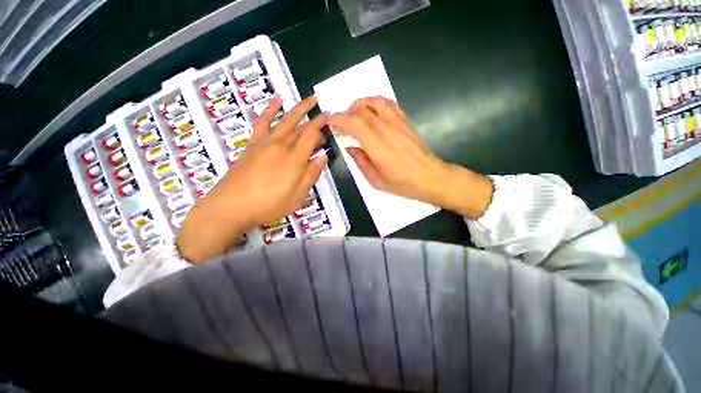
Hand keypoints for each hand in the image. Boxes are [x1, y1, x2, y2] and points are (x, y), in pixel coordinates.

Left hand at [177, 95, 327, 262]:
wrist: (231, 206)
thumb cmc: (268, 205)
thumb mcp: (298, 197)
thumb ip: (311, 175)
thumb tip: (323, 157)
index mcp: (294, 159)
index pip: (312, 137)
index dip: (322, 132)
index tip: (330, 130)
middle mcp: (281, 145)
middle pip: (302, 128)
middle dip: (316, 120)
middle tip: (326, 114)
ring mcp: (265, 142)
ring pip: (286, 120)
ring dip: (300, 108)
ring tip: (311, 99)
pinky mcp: (253, 144)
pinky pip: (263, 121)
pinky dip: (271, 109)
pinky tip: (278, 99)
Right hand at [329, 96, 492, 218]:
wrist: (430, 177)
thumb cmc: (402, 183)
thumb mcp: (376, 180)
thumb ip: (360, 162)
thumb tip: (350, 147)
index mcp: (377, 146)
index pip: (354, 123)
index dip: (339, 119)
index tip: (331, 123)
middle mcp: (386, 129)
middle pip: (362, 110)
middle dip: (346, 112)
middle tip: (341, 123)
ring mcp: (398, 123)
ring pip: (376, 101)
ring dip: (361, 103)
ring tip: (354, 112)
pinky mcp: (406, 121)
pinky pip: (390, 104)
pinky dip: (377, 102)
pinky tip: (372, 111)